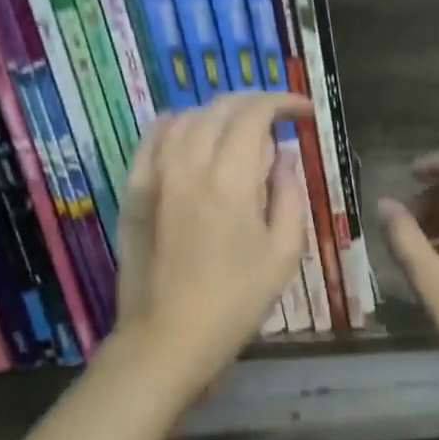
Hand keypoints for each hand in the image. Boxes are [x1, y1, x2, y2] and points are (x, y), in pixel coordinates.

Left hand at [113, 93, 309, 386]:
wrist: (168, 338)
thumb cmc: (236, 300)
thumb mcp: (283, 252)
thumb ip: (288, 194)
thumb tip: (283, 156)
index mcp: (230, 179)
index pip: (255, 113)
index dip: (283, 102)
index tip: (304, 111)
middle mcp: (188, 164)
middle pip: (220, 108)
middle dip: (255, 103)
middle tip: (278, 118)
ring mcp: (154, 175)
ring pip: (187, 117)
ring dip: (219, 113)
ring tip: (240, 128)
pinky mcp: (133, 190)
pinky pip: (152, 138)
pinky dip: (177, 124)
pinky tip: (190, 130)